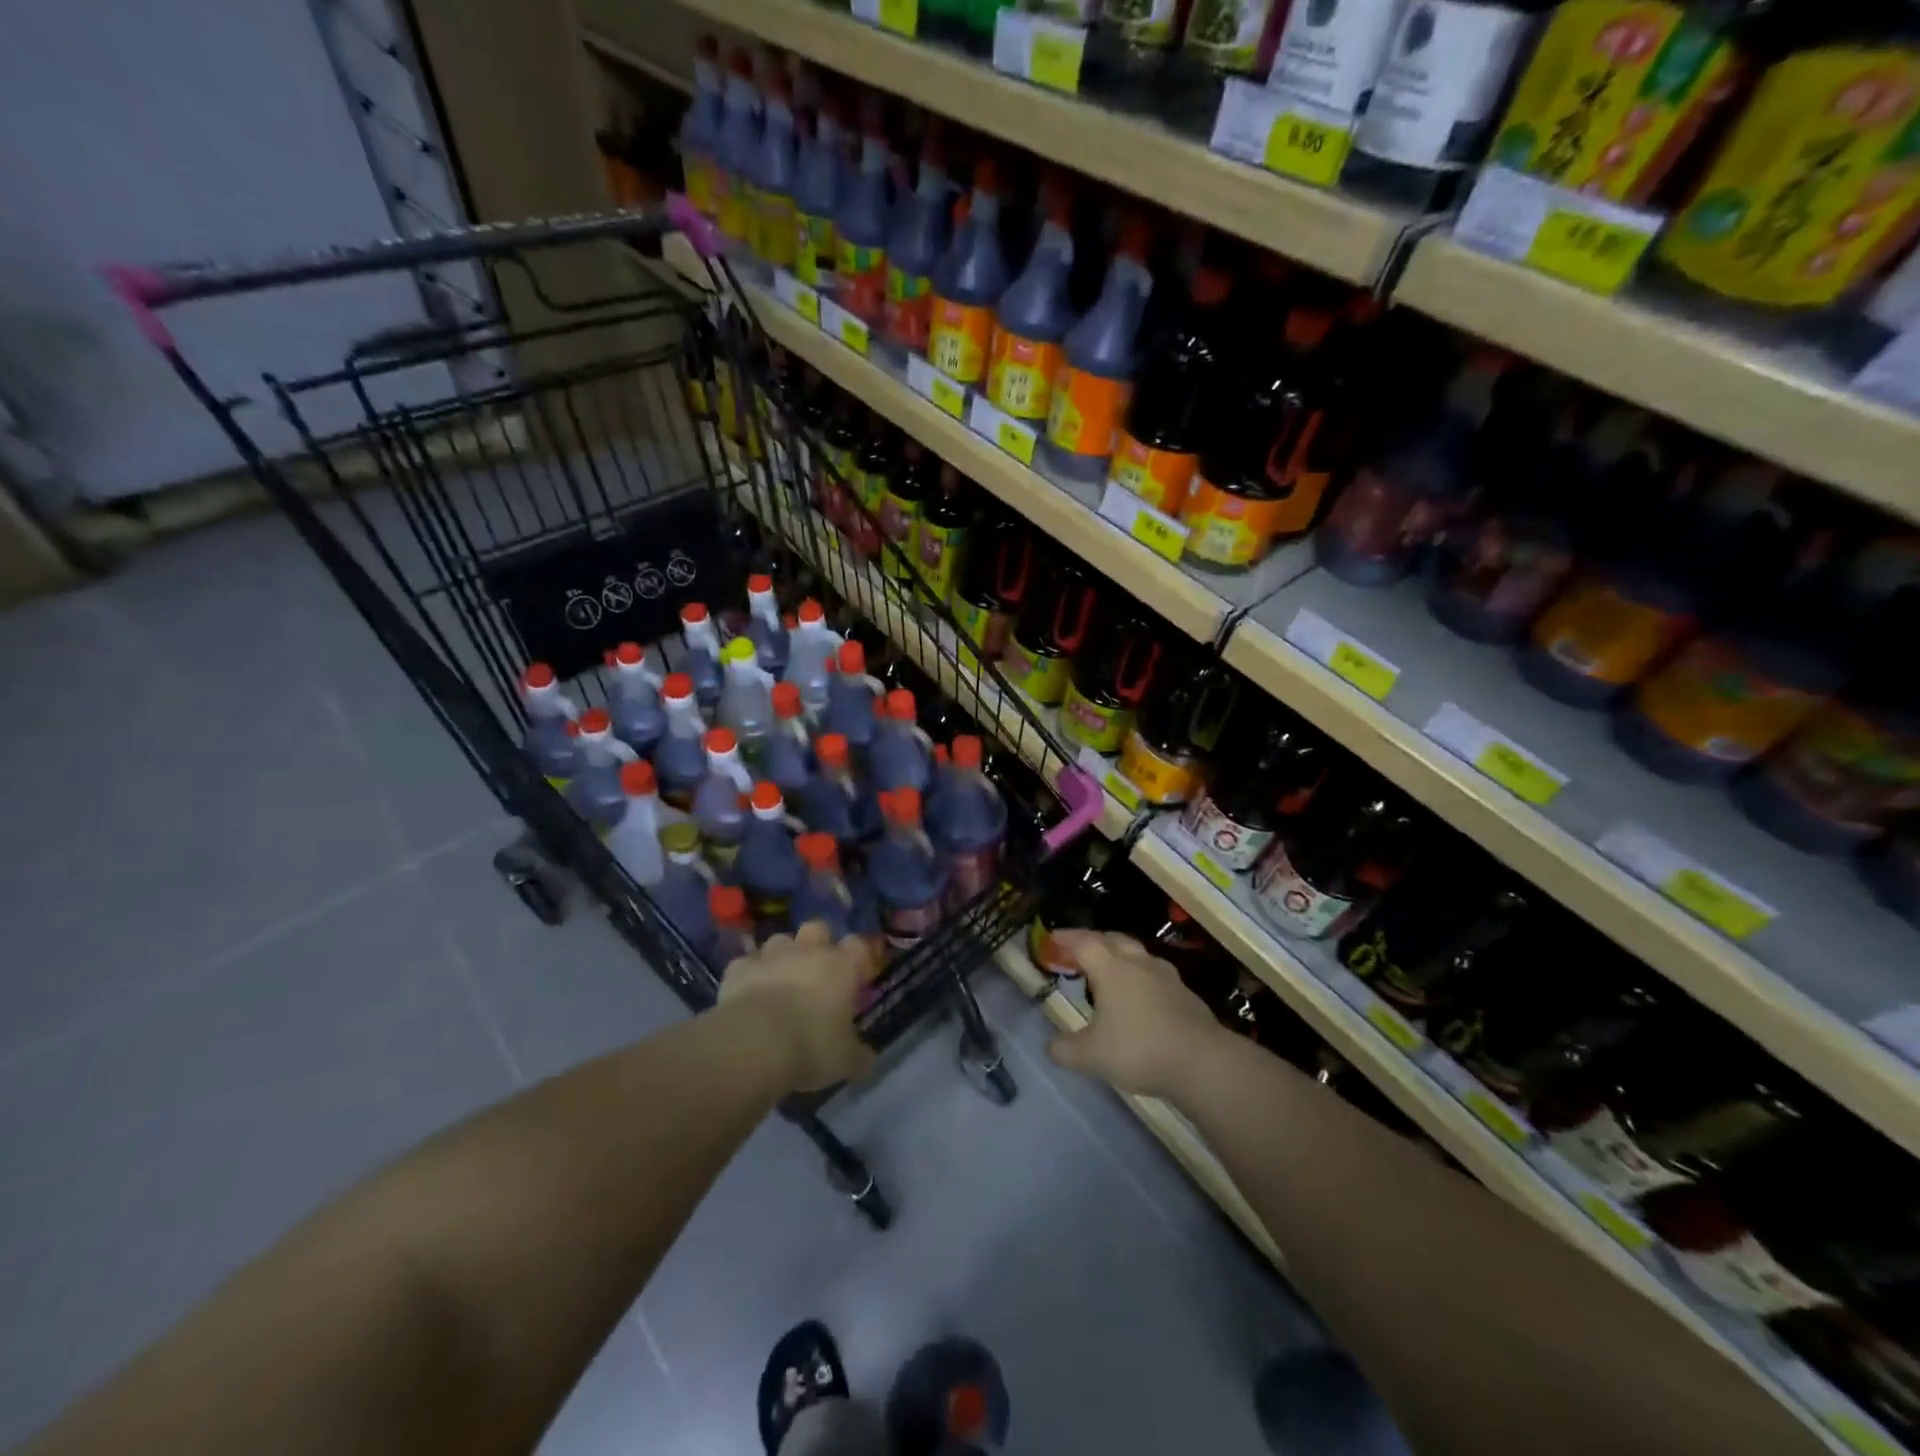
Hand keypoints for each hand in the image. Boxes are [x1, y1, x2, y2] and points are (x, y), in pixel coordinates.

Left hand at [718, 921, 879, 1092]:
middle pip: (818, 928)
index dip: (859, 958)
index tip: (857, 977)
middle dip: (819, 943)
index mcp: (841, 966)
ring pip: (781, 940)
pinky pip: (747, 963)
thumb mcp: (845, 1061)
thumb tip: (865, 1057)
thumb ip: (858, 1055)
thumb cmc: (810, 1046)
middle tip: (817, 971)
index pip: (859, 945)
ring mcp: (771, 955)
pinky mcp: (738, 968)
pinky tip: (748, 994)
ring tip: (781, 981)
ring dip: (783, 956)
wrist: (753, 1043)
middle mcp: (807, 951)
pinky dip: (749, 974)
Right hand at [1046, 931, 1225, 1099]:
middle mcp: (1137, 963)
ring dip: (1118, 955)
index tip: (1051, 938)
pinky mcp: (1184, 993)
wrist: (1202, 1062)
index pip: (1083, 942)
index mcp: (1111, 968)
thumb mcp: (1091, 1056)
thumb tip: (1050, 1046)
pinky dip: (1139, 976)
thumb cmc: (1139, 1050)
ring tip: (1108, 971)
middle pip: (1112, 939)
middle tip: (1078, 951)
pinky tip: (1138, 997)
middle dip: (1092, 940)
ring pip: (1136, 953)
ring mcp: (1165, 976)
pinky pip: (1154, 973)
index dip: (1065, 938)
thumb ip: (1065, 1050)